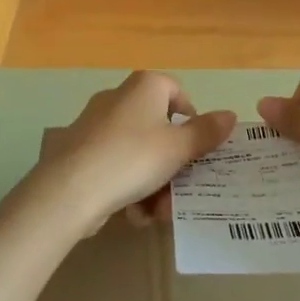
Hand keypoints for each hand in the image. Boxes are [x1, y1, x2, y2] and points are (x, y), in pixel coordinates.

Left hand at [37, 71, 235, 234]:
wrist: (69, 190)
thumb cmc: (133, 157)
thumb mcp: (178, 148)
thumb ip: (206, 132)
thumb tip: (230, 115)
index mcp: (145, 86)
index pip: (177, 92)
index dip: (192, 119)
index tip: (197, 149)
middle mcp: (119, 97)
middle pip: (158, 129)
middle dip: (173, 165)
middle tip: (180, 191)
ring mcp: (96, 125)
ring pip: (138, 153)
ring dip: (153, 183)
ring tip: (157, 213)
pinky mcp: (80, 152)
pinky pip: (115, 166)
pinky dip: (128, 188)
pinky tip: (133, 215)